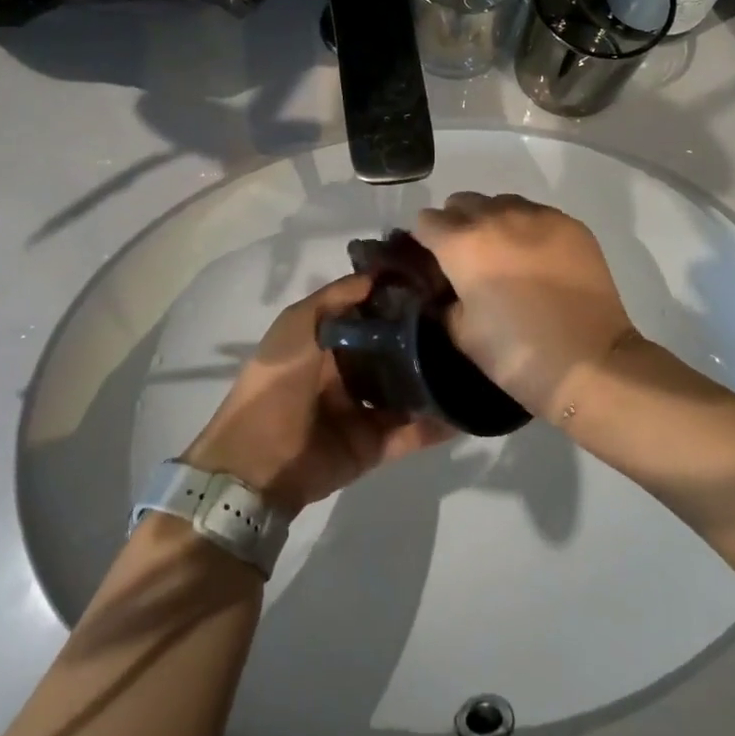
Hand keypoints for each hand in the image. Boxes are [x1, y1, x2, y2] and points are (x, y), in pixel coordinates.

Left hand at [183, 275, 453, 515]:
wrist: (257, 460)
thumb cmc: (276, 381)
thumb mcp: (298, 324)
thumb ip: (337, 297)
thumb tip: (380, 274)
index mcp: (326, 340)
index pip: (370, 313)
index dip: (398, 299)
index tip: (436, 282)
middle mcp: (348, 371)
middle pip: (393, 350)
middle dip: (424, 338)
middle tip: (467, 321)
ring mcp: (363, 410)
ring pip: (408, 390)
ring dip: (436, 379)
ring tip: (477, 361)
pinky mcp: (375, 445)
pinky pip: (413, 432)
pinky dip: (439, 424)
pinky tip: (470, 410)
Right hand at [413, 192, 639, 416]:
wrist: (590, 362)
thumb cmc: (517, 354)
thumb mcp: (462, 333)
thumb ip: (445, 300)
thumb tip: (447, 288)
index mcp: (462, 243)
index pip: (426, 221)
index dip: (425, 241)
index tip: (435, 263)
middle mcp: (496, 217)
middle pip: (462, 202)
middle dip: (458, 224)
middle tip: (469, 259)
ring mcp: (538, 216)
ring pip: (501, 202)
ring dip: (494, 221)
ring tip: (506, 256)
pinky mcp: (571, 224)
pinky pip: (537, 213)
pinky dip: (529, 229)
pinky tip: (538, 260)